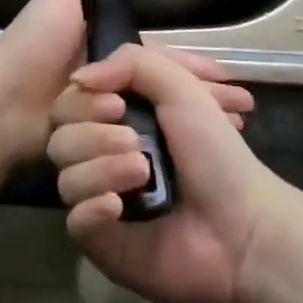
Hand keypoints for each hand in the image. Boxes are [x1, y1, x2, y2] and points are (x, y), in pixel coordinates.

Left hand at [0, 0, 253, 169]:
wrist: (2, 102)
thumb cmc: (35, 47)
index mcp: (101, 52)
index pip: (158, 59)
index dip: (191, 66)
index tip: (227, 78)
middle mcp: (106, 85)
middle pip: (165, 92)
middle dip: (204, 99)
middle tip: (243, 113)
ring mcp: (101, 119)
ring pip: (158, 120)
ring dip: (195, 126)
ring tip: (234, 135)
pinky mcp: (95, 149)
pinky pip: (138, 147)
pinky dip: (168, 151)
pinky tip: (199, 159)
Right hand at [48, 43, 286, 302]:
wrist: (243, 228)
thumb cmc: (215, 152)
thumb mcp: (180, 86)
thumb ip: (130, 62)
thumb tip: (78, 79)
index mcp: (117, 117)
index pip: (70, 100)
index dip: (84, 100)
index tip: (117, 105)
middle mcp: (102, 153)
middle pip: (59, 135)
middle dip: (93, 134)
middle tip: (135, 142)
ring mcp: (99, 196)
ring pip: (65, 175)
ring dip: (100, 168)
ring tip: (142, 174)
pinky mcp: (101, 240)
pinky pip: (74, 219)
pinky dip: (92, 208)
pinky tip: (118, 207)